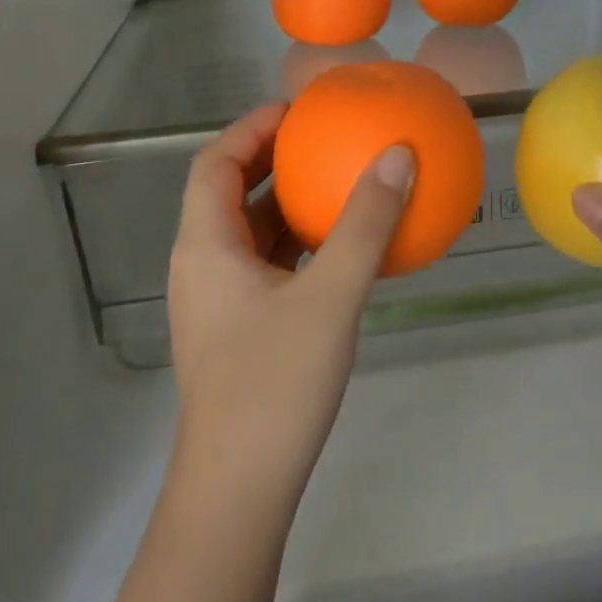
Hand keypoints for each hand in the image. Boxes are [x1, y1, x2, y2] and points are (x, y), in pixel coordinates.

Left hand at [167, 103, 413, 509]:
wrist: (240, 489)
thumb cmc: (275, 384)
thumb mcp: (330, 296)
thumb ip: (365, 225)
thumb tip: (399, 156)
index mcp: (205, 246)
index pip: (214, 162)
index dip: (252, 128)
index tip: (299, 112)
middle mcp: (202, 265)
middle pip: (227, 193)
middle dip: (273, 161)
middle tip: (324, 140)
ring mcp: (218, 301)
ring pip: (248, 233)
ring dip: (287, 204)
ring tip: (337, 183)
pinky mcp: (238, 329)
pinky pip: (266, 266)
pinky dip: (297, 245)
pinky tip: (339, 250)